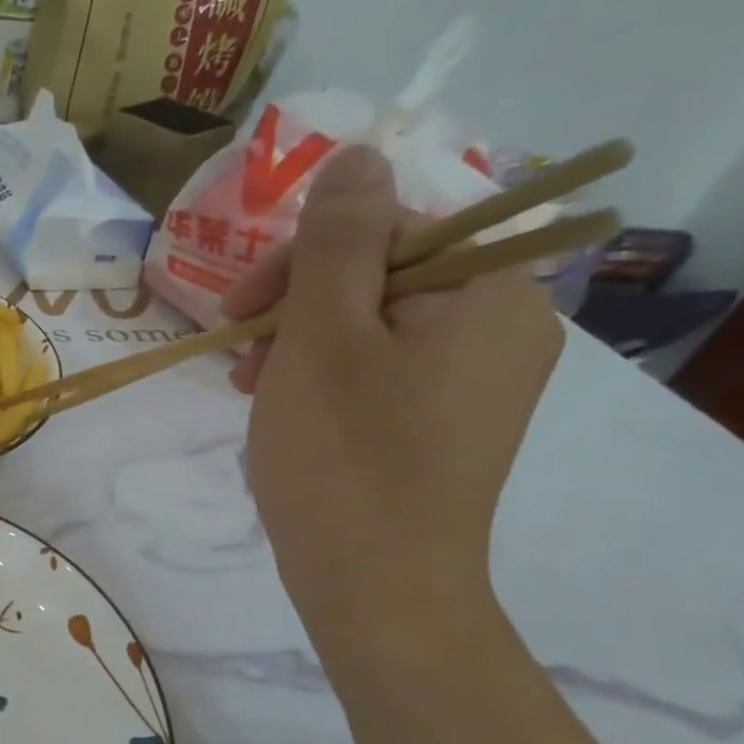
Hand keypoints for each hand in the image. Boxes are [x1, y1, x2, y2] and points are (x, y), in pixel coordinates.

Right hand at [221, 146, 563, 634]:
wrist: (377, 587)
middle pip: (383, 273)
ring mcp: (480, 379)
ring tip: (254, 390)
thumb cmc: (342, 457)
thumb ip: (337, 240)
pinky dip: (328, 377)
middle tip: (239, 354)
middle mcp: (505, 324)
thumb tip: (357, 156)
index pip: (389, 226)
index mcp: (490, 291)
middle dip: (299, 305)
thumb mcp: (322, 337)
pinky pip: (384, 368)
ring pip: (375, 323)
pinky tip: (289, 412)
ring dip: (303, 342)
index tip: (238, 310)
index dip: (304, 258)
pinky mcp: (451, 420)